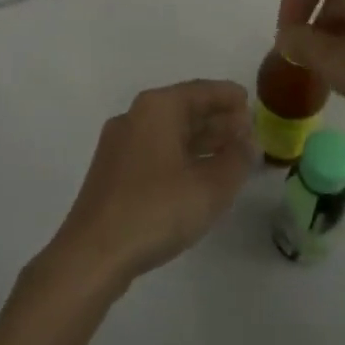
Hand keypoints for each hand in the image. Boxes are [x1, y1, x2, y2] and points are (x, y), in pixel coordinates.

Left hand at [48, 80, 253, 286]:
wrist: (93, 254)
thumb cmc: (156, 210)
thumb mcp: (210, 187)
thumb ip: (236, 160)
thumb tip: (249, 142)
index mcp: (157, 108)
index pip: (200, 91)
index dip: (228, 97)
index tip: (252, 103)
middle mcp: (134, 117)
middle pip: (183, 110)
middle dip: (217, 120)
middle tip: (248, 133)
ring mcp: (120, 146)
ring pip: (169, 133)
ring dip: (201, 141)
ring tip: (232, 155)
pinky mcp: (113, 173)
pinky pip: (156, 152)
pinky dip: (182, 157)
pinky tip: (199, 177)